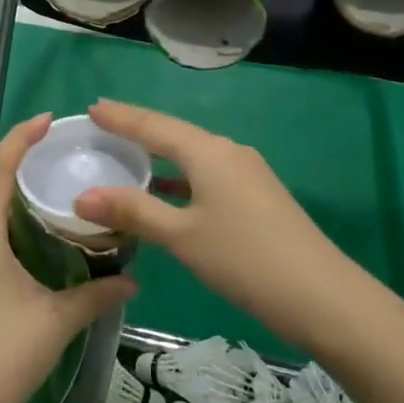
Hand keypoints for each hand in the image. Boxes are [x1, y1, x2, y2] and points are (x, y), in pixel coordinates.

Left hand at [0, 114, 137, 402]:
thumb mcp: (57, 320)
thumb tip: (133, 280)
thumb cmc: (2, 355)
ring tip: (58, 190)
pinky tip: (43, 240)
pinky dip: (16, 225)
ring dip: (19, 196)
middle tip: (63, 154)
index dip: (20, 138)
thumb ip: (96, 295)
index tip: (49, 120)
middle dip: (22, 163)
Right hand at [73, 100, 355, 351]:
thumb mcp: (182, 236)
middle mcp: (228, 152)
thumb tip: (81, 196)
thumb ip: (133, 211)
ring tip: (127, 154)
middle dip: (138, 129)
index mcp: (208, 152)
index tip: (92, 107)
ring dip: (160, 154)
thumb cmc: (244, 259)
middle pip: (174, 134)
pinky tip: (167, 191)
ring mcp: (247, 173)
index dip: (121, 117)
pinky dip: (179, 176)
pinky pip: (207, 173)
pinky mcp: (257, 195)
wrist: (322, 296)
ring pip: (193, 154)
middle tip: (103, 124)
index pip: (154, 126)